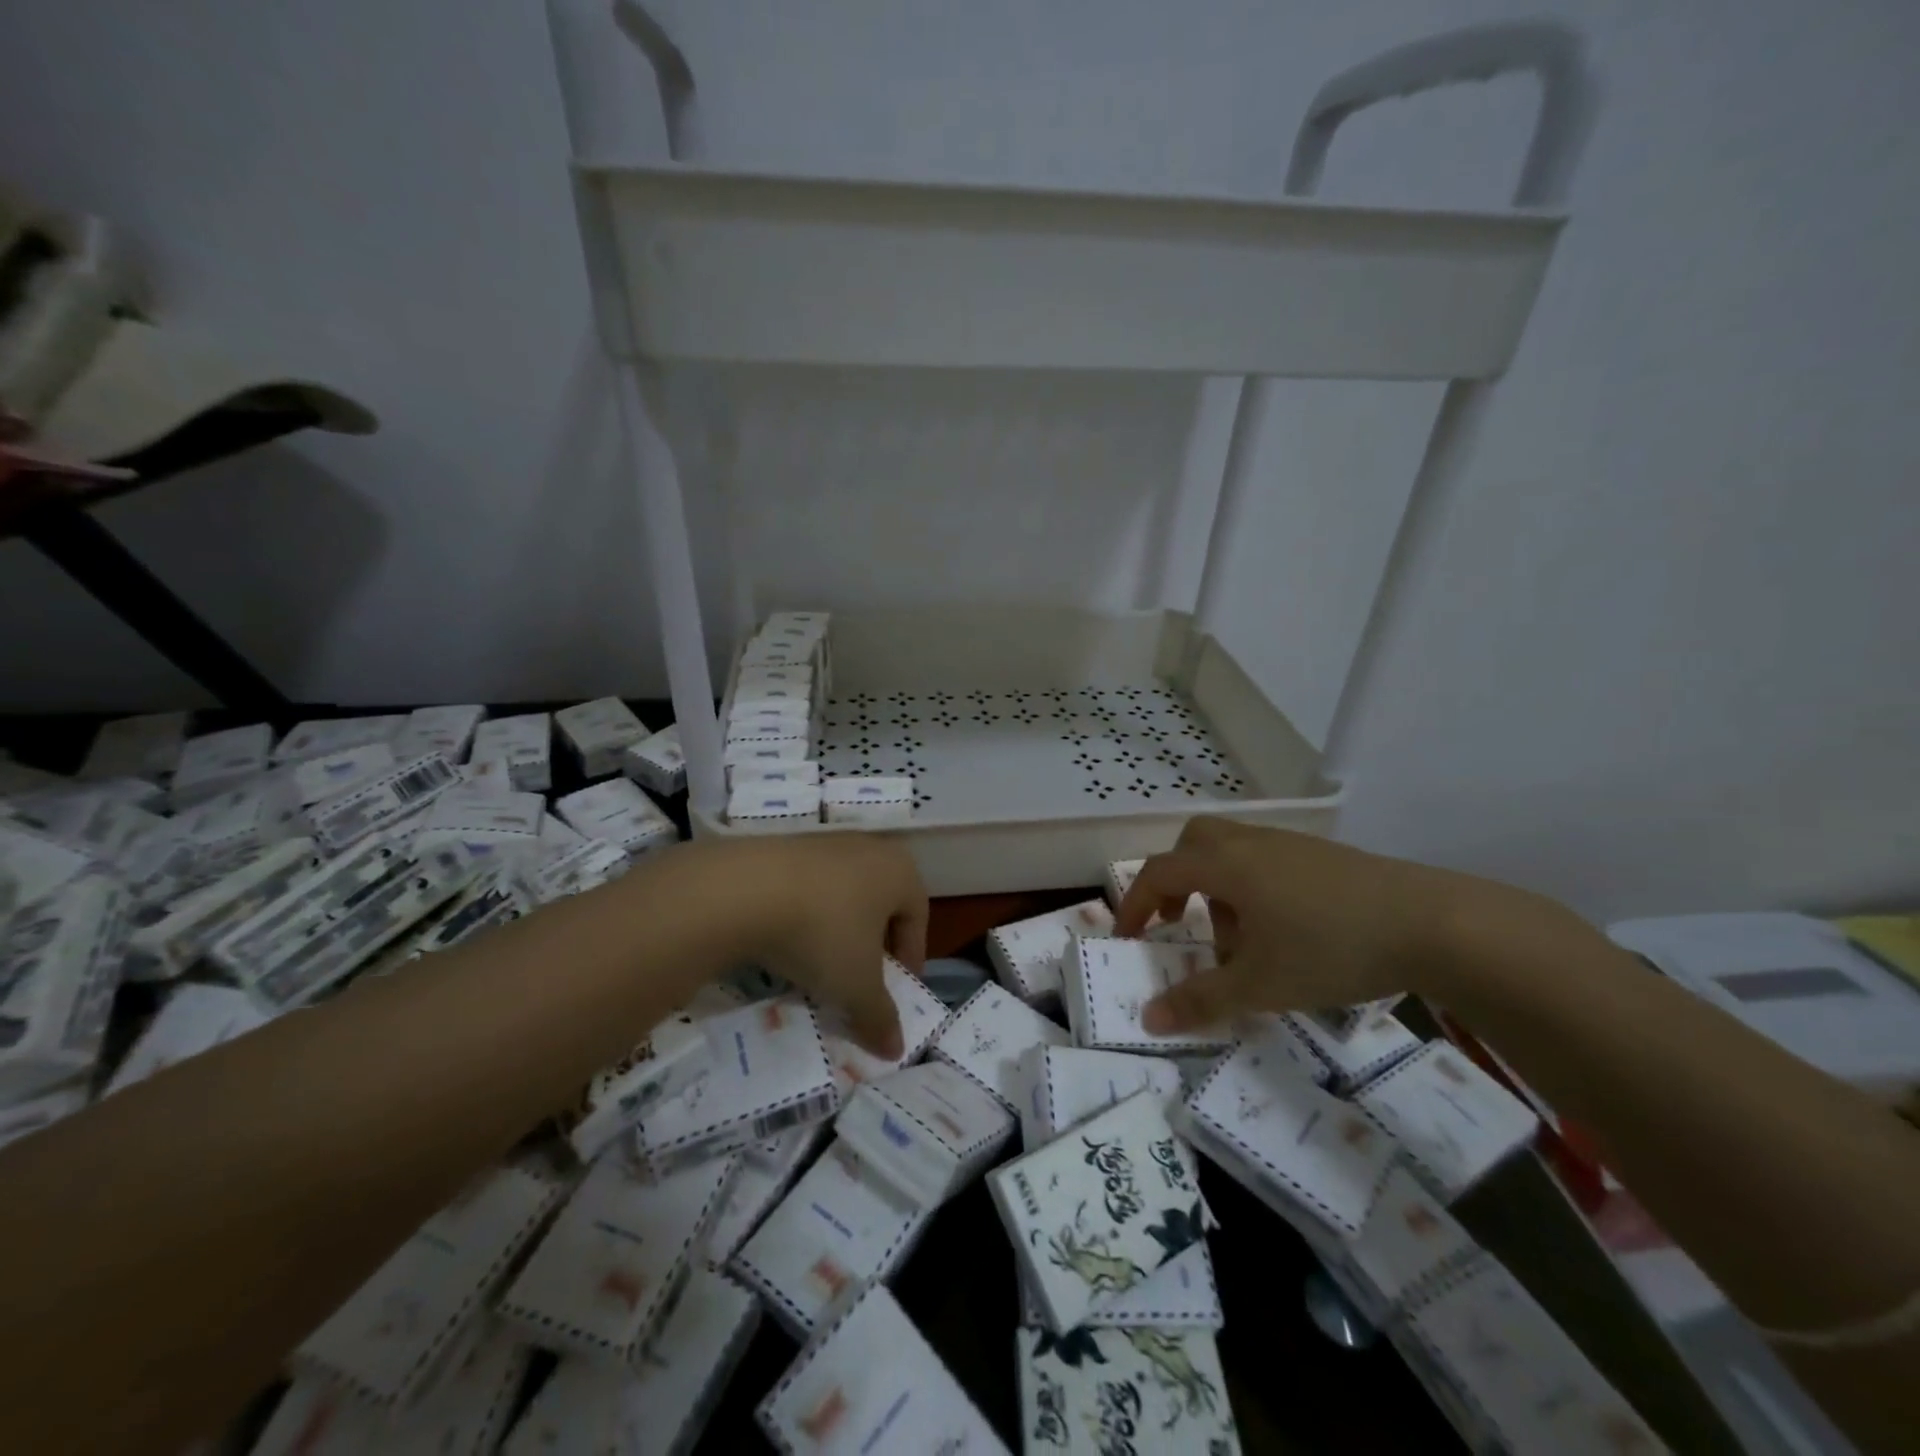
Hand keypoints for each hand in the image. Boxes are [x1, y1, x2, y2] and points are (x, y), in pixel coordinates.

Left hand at [704, 833, 928, 1060]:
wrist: (743, 889)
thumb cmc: (822, 933)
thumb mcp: (856, 986)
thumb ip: (880, 1017)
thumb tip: (896, 1049)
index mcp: (900, 871)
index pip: (919, 918)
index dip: (911, 959)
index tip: (896, 992)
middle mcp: (869, 848)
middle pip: (881, 904)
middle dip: (874, 945)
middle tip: (861, 981)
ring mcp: (824, 843)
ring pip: (843, 896)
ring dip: (837, 931)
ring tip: (819, 968)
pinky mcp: (784, 847)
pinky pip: (808, 888)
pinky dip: (805, 917)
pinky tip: (786, 944)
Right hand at [1114, 818, 1511, 1033]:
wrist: (1432, 923)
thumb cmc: (1331, 948)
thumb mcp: (1260, 984)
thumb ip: (1200, 1000)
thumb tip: (1149, 1020)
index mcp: (1225, 865)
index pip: (1158, 872)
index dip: (1134, 903)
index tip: (1128, 938)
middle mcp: (1250, 845)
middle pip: (1192, 844)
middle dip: (1174, 881)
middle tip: (1180, 922)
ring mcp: (1289, 846)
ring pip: (1230, 851)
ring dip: (1216, 887)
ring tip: (1239, 939)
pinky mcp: (1322, 856)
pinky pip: (1264, 860)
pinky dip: (1251, 886)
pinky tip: (1283, 930)